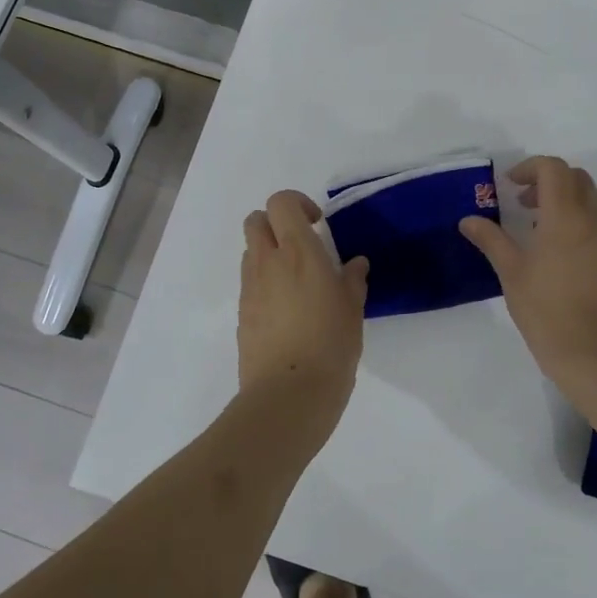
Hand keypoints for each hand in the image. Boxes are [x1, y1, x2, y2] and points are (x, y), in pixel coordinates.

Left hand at [237, 190, 369, 434]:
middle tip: (302, 245)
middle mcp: (267, 262)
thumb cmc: (330, 345)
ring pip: (250, 251)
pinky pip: (250, 283)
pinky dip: (264, 282)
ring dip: (269, 253)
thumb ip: (352, 280)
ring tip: (296, 280)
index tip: (318, 224)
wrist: (288, 395)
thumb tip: (354, 264)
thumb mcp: (353, 309)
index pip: (280, 202)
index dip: (297, 204)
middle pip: (255, 220)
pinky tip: (288, 310)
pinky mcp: (242, 314)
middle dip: (275, 223)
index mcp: (298, 252)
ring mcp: (250, 289)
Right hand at [459, 157, 596, 375]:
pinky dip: (582, 225)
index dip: (530, 168)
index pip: (553, 169)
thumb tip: (468, 220)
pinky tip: (564, 258)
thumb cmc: (547, 310)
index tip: (510, 186)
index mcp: (566, 216)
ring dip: (568, 202)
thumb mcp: (511, 273)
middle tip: (524, 204)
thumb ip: (491, 240)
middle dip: (549, 181)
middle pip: (577, 178)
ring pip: (594, 201)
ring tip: (542, 230)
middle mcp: (595, 220)